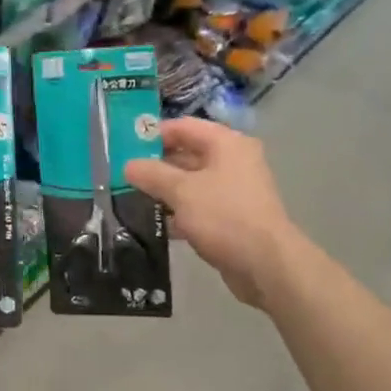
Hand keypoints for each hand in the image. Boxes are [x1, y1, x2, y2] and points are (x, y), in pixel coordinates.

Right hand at [125, 119, 302, 308]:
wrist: (266, 264)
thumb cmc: (224, 216)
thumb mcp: (181, 191)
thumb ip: (152, 174)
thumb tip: (128, 165)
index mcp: (226, 144)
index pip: (183, 127)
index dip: (154, 134)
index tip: (125, 148)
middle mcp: (233, 161)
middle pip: (188, 153)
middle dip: (156, 164)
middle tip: (124, 175)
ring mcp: (234, 190)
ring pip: (192, 182)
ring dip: (165, 190)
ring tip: (132, 199)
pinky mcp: (232, 217)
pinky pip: (200, 206)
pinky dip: (179, 211)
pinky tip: (155, 223)